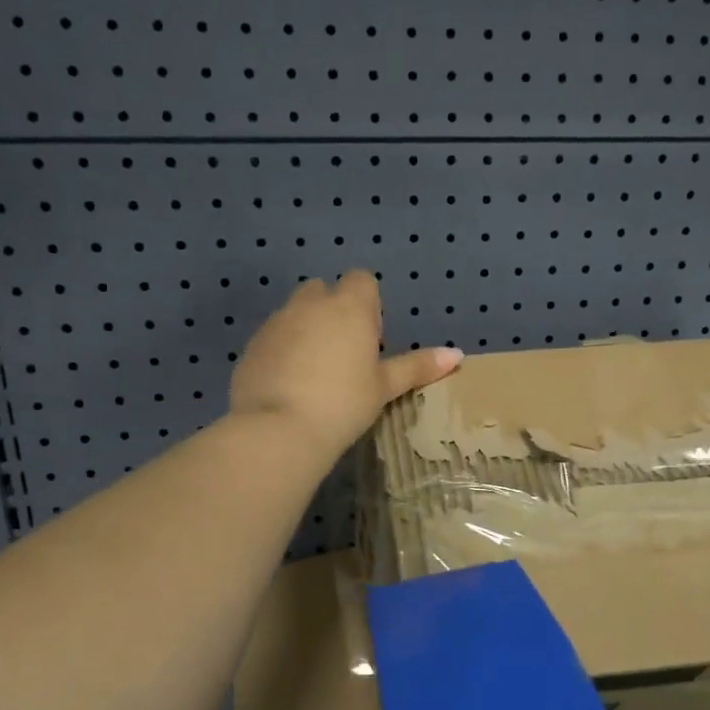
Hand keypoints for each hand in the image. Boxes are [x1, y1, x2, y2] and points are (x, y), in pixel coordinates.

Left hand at [229, 271, 461, 459]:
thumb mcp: (384, 387)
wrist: (277, 429)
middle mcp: (310, 304)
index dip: (368, 304)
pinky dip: (282, 351)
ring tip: (316, 374)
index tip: (371, 339)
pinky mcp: (251, 346)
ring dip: (306, 330)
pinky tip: (289, 386)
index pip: (361, 280)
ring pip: (295, 313)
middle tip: (344, 355)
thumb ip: (418, 367)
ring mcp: (276, 323)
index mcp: (348, 307)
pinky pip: (273, 337)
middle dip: (333, 311)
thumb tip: (457, 355)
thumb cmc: (343, 404)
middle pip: (323, 291)